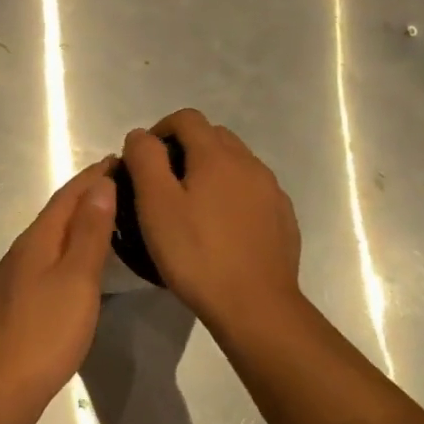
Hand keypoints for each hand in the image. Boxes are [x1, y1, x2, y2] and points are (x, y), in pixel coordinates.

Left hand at [0, 159, 116, 399]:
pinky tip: (80, 259)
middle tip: (120, 181)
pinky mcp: (19, 298)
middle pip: (57, 212)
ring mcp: (17, 275)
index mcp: (38, 239)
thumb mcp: (77, 277)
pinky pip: (49, 257)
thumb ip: (89, 232)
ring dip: (77, 220)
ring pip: (52, 235)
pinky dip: (69, 246)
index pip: (68, 196)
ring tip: (106, 215)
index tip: (119, 158)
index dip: (92, 176)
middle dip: (86, 194)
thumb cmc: (48, 329)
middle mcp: (23, 249)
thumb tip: (100, 184)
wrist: (4, 382)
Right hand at [121, 109, 302, 335]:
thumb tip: (141, 136)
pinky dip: (231, 196)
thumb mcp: (156, 205)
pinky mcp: (282, 218)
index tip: (143, 160)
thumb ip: (145, 160)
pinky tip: (219, 229)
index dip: (160, 130)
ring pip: (235, 163)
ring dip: (210, 172)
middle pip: (213, 136)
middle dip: (184, 148)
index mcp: (217, 155)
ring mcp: (271, 190)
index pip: (186, 118)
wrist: (255, 305)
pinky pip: (252, 191)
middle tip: (162, 184)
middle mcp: (249, 163)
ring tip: (190, 208)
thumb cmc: (196, 254)